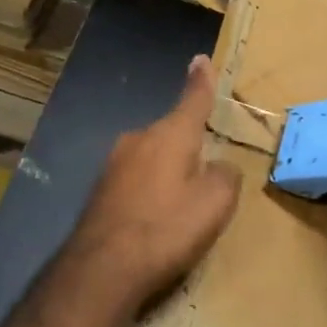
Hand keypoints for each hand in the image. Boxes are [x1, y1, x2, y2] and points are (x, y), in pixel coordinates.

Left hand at [64, 54, 241, 313]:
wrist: (103, 267)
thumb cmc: (167, 228)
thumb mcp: (215, 203)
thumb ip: (225, 174)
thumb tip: (219, 165)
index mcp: (170, 134)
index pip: (193, 100)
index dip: (201, 82)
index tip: (200, 59)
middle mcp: (139, 139)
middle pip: (172, 134)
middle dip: (188, 148)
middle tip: (204, 179)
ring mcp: (114, 163)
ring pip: (152, 157)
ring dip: (167, 173)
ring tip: (179, 209)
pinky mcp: (100, 189)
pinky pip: (136, 179)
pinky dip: (149, 192)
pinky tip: (153, 221)